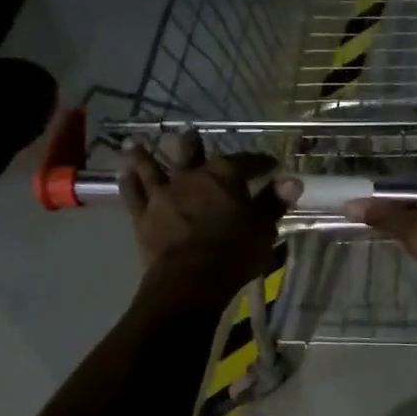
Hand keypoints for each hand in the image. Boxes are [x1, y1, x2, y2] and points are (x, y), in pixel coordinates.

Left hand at [121, 133, 300, 306]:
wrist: (190, 279)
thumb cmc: (233, 253)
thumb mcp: (262, 229)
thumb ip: (273, 203)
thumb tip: (293, 181)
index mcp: (224, 176)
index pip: (245, 161)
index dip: (258, 162)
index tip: (268, 165)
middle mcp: (190, 176)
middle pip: (190, 152)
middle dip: (192, 144)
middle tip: (190, 136)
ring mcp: (163, 194)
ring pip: (151, 166)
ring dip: (144, 155)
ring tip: (136, 144)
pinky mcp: (142, 216)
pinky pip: (132, 194)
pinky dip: (127, 184)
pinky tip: (123, 176)